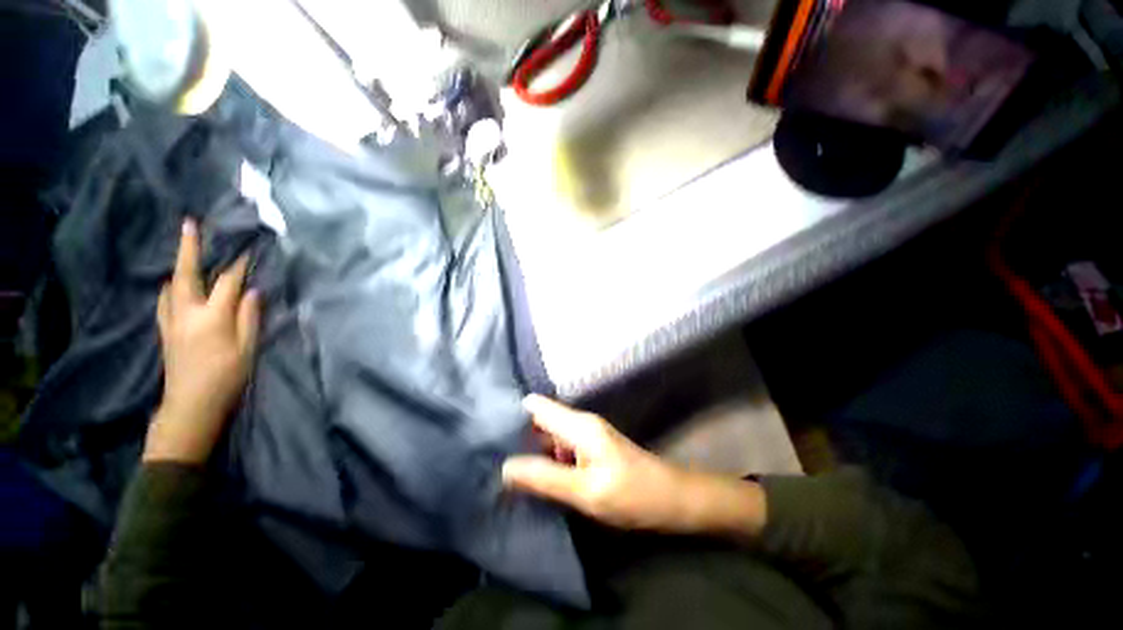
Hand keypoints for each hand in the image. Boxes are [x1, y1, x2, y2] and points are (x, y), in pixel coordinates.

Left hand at [144, 219, 260, 464]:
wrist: (192, 404)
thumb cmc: (227, 376)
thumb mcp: (247, 348)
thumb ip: (249, 316)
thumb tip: (253, 291)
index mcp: (212, 316)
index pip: (228, 282)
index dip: (239, 266)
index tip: (248, 250)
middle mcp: (186, 312)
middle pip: (185, 273)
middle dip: (188, 248)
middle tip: (189, 225)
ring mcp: (171, 321)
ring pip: (170, 285)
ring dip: (178, 267)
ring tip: (186, 255)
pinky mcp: (165, 331)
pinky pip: (165, 300)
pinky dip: (171, 287)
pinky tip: (176, 287)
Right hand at [502, 396, 766, 538]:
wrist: (673, 500)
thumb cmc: (633, 495)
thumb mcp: (585, 492)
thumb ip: (545, 478)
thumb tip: (505, 467)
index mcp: (579, 425)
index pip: (537, 406)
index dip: (512, 413)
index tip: (486, 429)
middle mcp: (580, 424)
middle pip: (540, 420)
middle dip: (517, 435)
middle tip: (487, 455)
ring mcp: (586, 437)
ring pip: (549, 436)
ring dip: (530, 449)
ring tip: (502, 468)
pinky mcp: (590, 451)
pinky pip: (560, 449)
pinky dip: (545, 458)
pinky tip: (533, 476)